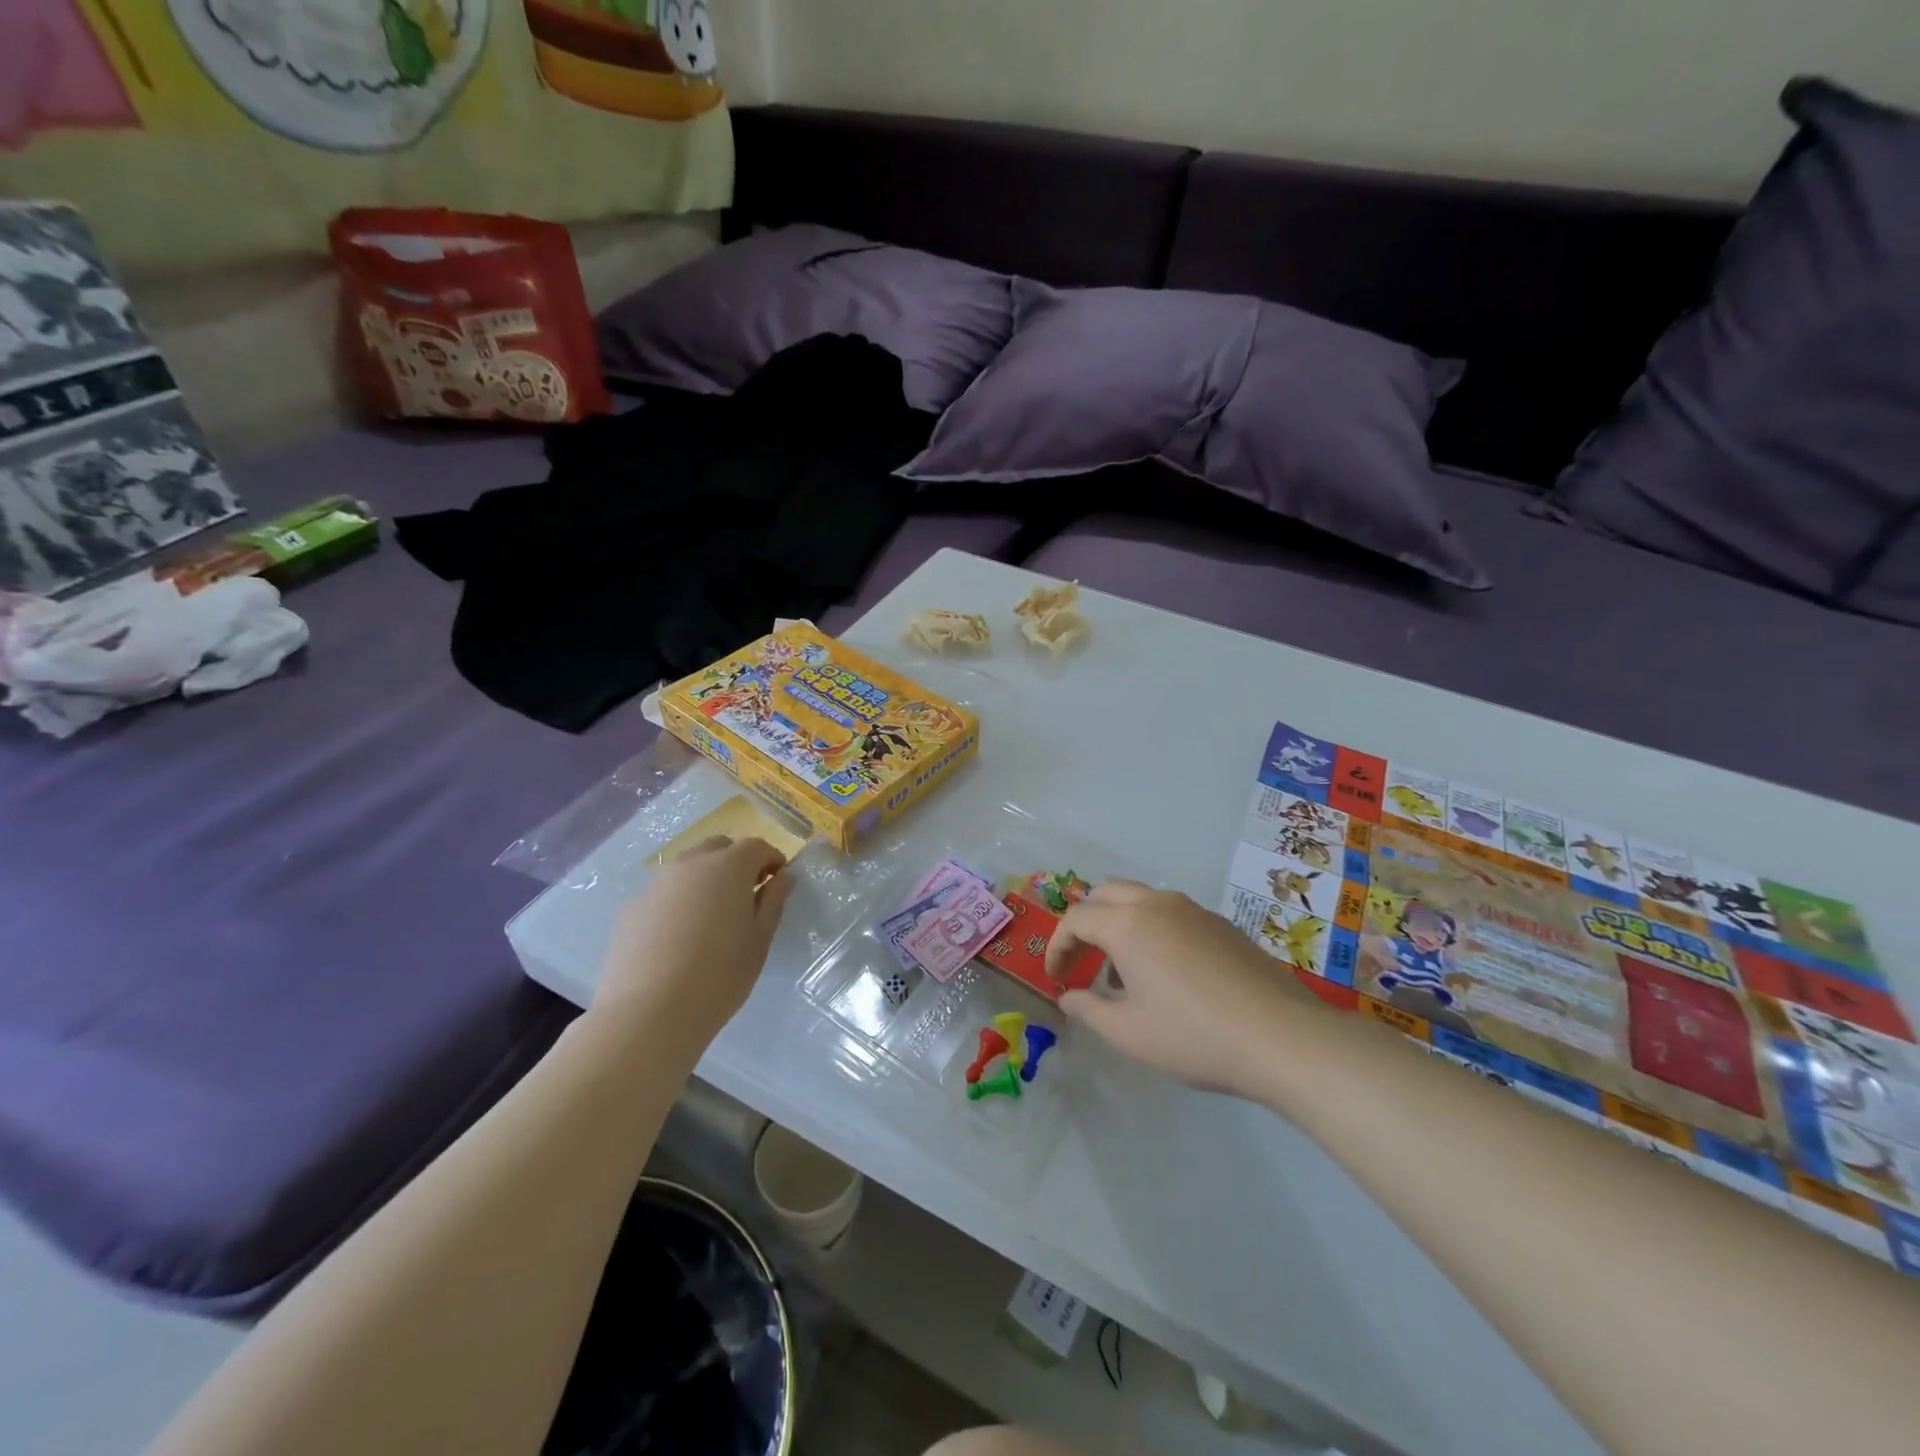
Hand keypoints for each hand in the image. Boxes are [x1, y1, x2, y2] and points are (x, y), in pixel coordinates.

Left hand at [594, 836, 793, 1049]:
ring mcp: (655, 885)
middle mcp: (690, 865)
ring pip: (687, 869)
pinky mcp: (631, 909)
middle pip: (718, 848)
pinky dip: (678, 903)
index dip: (772, 860)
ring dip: (705, 881)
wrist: (648, 1012)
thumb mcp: (759, 940)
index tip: (778, 881)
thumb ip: (773, 902)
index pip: (756, 847)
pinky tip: (678, 940)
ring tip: (711, 920)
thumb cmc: (719, 975)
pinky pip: (663, 894)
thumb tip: (782, 878)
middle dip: (736, 863)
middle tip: (746, 896)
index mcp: (728, 867)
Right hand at [1047, 881, 1317, 1096]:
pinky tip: (1166, 974)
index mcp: (1127, 924)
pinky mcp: (1220, 923)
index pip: (1075, 919)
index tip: (1056, 978)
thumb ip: (1089, 1010)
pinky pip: (1170, 912)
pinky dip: (1150, 929)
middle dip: (1085, 924)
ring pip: (1139, 898)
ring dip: (1118, 924)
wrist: (1282, 1037)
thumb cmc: (1195, 1036)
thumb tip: (1069, 996)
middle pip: (1105, 894)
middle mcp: (1156, 904)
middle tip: (1083, 963)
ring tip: (1123, 974)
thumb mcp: (1129, 1034)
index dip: (1058, 947)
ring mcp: (1193, 909)